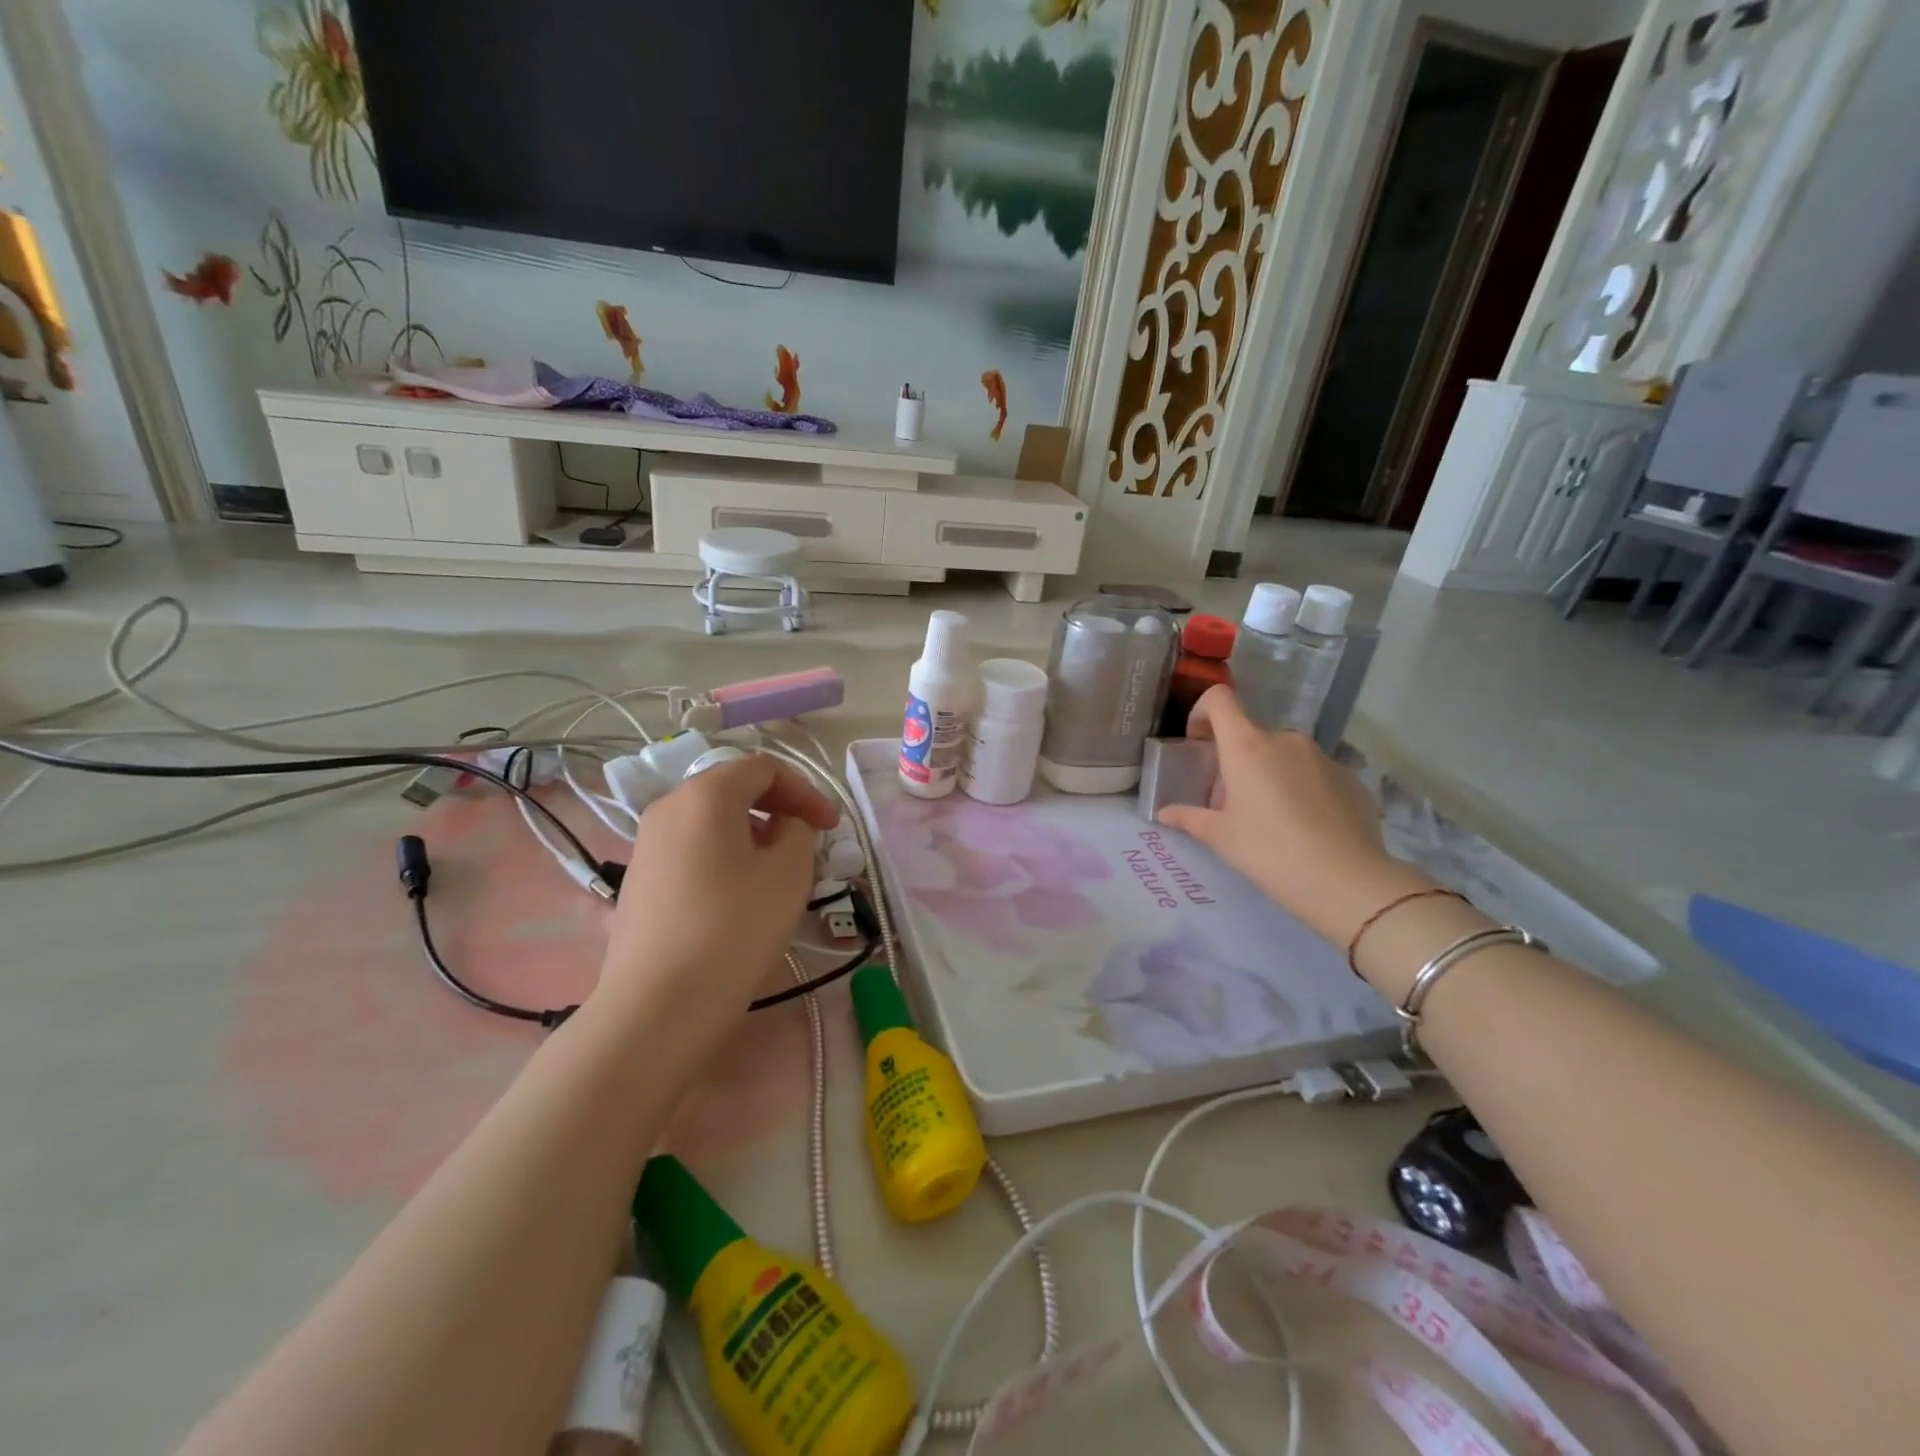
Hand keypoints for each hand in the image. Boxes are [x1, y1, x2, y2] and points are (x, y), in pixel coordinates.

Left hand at [592, 754, 839, 1041]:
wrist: (657, 1008)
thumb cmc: (733, 929)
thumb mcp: (789, 872)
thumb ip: (798, 830)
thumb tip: (785, 824)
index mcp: (705, 794)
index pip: (764, 767)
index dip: (806, 790)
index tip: (831, 826)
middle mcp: (668, 807)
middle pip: (735, 789)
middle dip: (780, 808)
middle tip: (810, 844)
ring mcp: (647, 844)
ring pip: (713, 820)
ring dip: (755, 833)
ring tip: (780, 871)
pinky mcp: (640, 879)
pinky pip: (693, 848)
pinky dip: (726, 855)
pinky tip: (741, 895)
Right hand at [1159, 686, 1432, 946]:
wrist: (1346, 881)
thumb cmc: (1270, 852)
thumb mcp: (1221, 838)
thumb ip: (1190, 818)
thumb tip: (1165, 813)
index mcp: (1247, 746)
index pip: (1219, 700)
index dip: (1202, 713)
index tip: (1198, 745)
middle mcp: (1285, 740)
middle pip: (1250, 734)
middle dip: (1235, 760)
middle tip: (1231, 802)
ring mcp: (1321, 756)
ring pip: (1282, 754)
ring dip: (1268, 773)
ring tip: (1270, 819)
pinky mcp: (1349, 777)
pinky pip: (1312, 772)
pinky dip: (1300, 788)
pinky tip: (1303, 827)